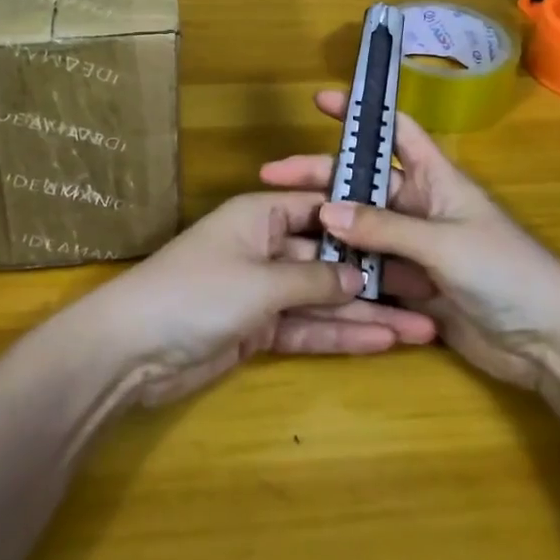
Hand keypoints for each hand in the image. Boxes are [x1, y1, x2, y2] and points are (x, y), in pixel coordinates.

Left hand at [70, 192, 436, 408]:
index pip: (321, 210)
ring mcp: (262, 291)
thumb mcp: (262, 281)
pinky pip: (305, 329)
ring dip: (365, 315)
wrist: (131, 350)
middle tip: (428, 295)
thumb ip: (314, 281)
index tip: (410, 233)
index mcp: (262, 216)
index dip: (363, 222)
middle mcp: (265, 247)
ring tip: (422, 329)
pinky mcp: (256, 330)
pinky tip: (381, 343)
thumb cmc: (197, 293)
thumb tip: (359, 278)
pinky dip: (338, 337)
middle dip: (374, 279)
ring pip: (322, 300)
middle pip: (329, 260)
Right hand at [260, 92, 559, 388]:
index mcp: (437, 178)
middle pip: (364, 183)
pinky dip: (346, 271)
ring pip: (362, 230)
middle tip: (272, 177)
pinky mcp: (414, 287)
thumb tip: (326, 211)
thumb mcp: (444, 242)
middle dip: (321, 178)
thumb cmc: (506, 271)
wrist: (550, 341)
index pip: (395, 131)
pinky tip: (311, 273)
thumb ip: (385, 228)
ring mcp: (416, 249)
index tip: (321, 101)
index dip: (361, 112)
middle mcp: (422, 207)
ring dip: (328, 229)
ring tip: (282, 229)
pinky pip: (372, 272)